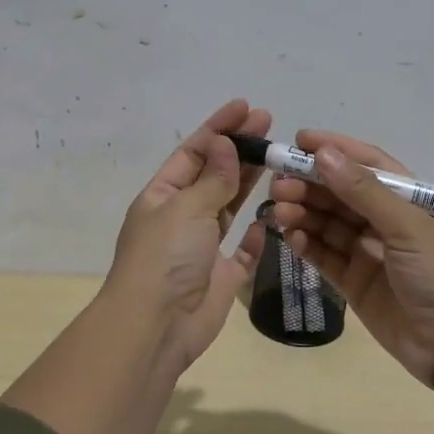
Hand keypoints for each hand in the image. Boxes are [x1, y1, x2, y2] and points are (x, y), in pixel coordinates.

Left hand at [105, 98, 271, 373]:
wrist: (156, 326)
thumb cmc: (164, 258)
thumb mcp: (186, 208)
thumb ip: (212, 178)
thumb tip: (224, 143)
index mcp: (162, 196)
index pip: (193, 152)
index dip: (218, 128)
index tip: (246, 107)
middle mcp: (181, 217)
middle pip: (213, 175)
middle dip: (238, 149)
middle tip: (269, 123)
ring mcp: (201, 248)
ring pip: (228, 208)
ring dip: (248, 183)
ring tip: (276, 158)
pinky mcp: (222, 277)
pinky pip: (243, 252)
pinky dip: (256, 237)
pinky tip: (269, 220)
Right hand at [268, 130, 433, 390]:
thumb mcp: (407, 225)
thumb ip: (364, 191)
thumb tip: (324, 154)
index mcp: (408, 199)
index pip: (367, 164)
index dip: (334, 150)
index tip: (299, 141)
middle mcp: (387, 221)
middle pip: (341, 194)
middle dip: (310, 185)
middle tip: (278, 184)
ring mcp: (369, 252)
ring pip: (328, 224)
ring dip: (303, 213)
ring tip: (278, 211)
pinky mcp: (355, 283)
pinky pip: (325, 256)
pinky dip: (307, 245)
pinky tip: (289, 237)